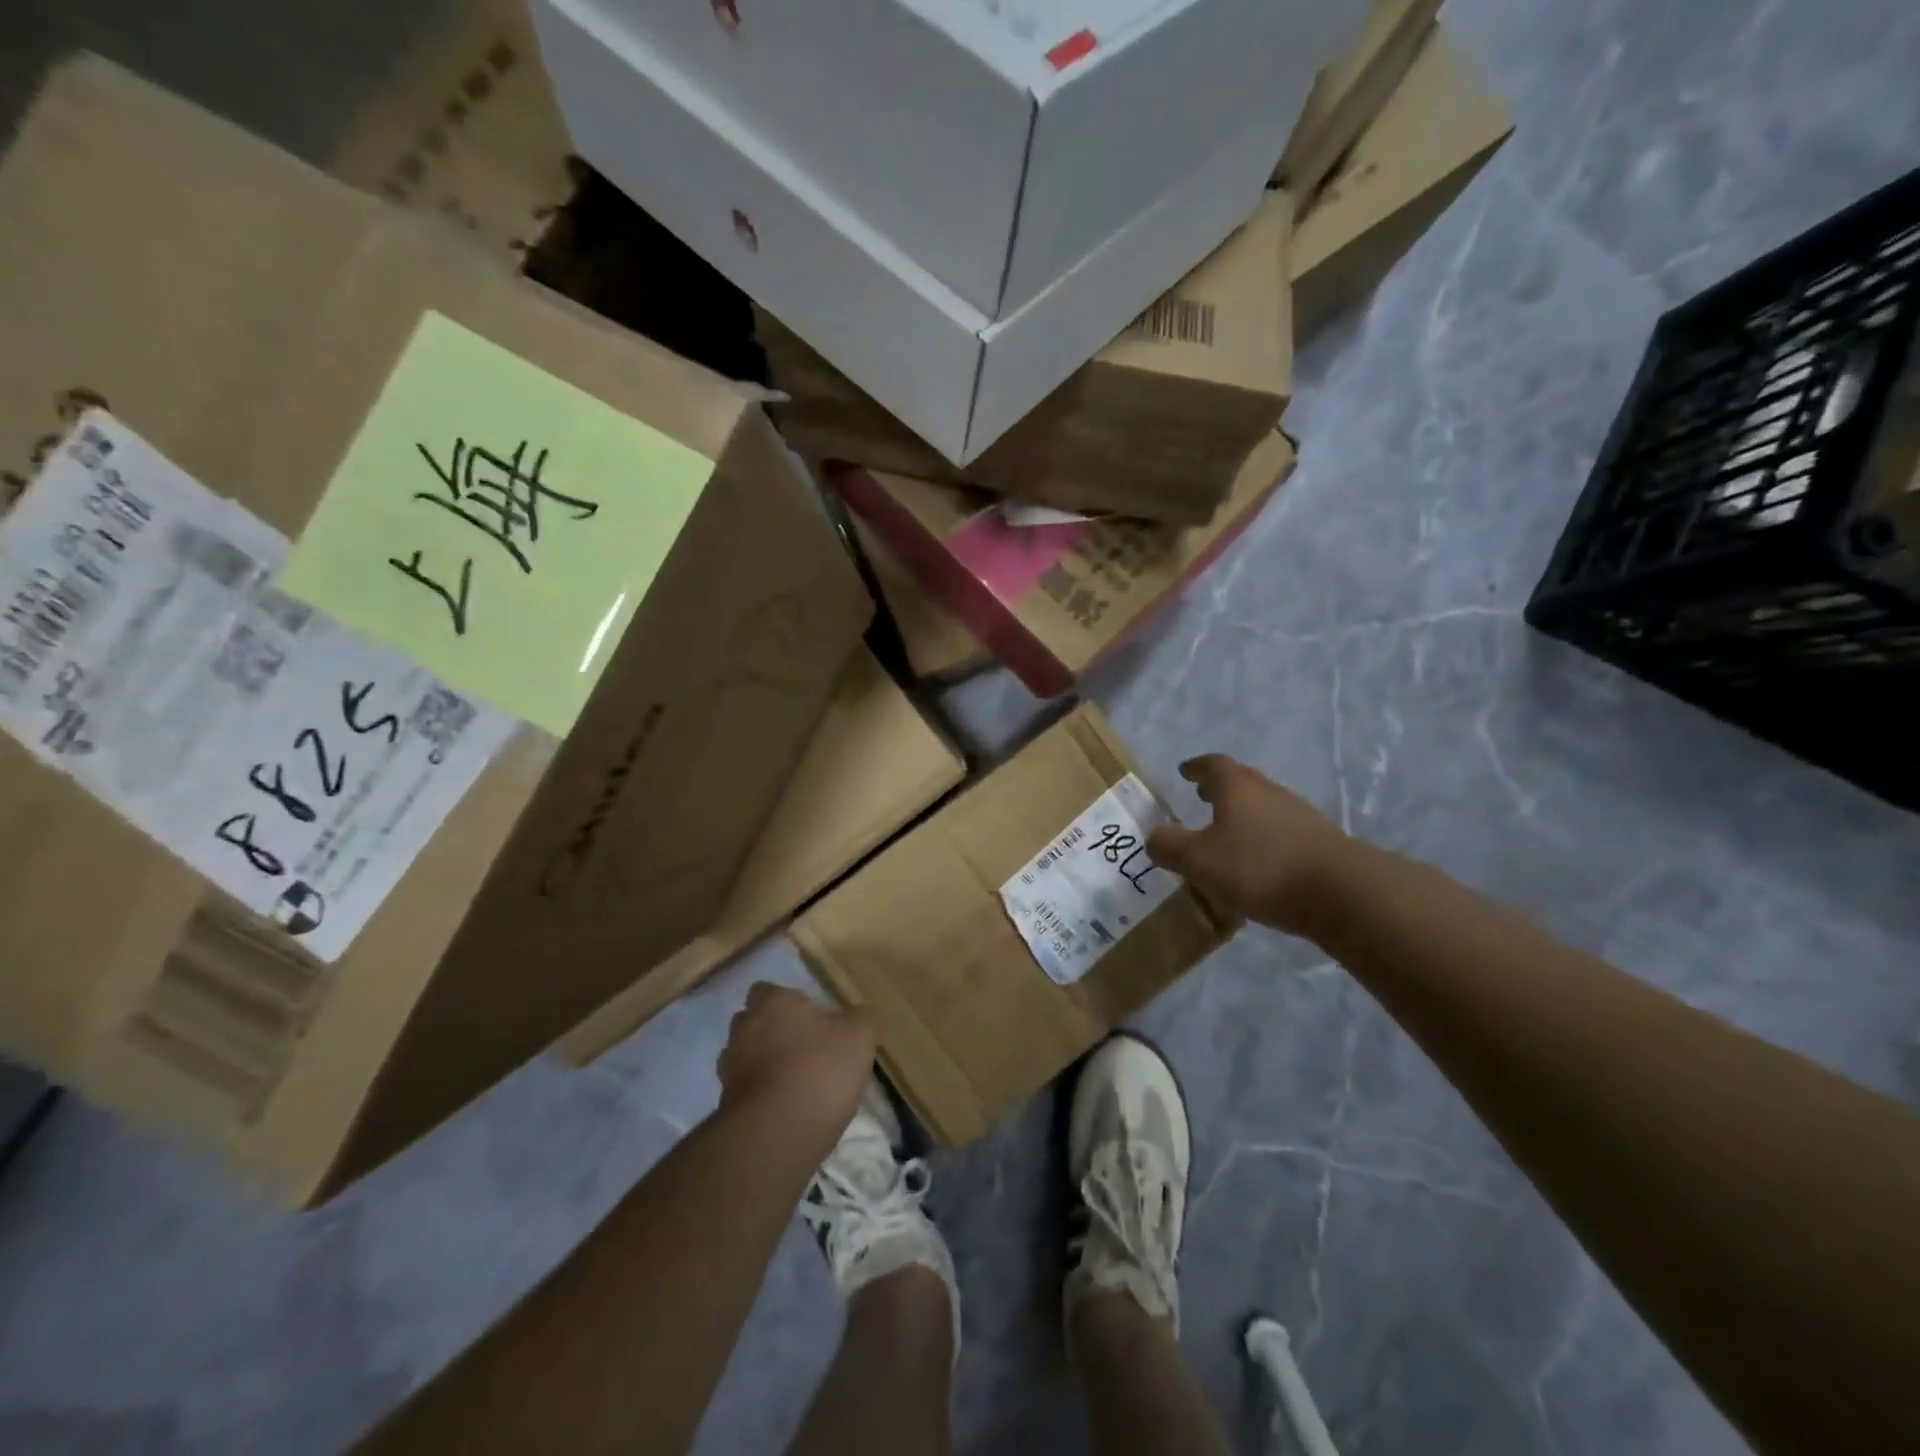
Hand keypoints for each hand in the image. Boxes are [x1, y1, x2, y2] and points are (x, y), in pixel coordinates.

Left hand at [718, 984, 875, 1145]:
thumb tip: (855, 1015)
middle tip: (802, 1046)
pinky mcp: (725, 1106)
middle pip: (752, 1021)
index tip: (808, 1016)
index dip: (786, 1002)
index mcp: (773, 1004)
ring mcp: (729, 1069)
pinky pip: (744, 1091)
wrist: (776, 1136)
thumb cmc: (819, 1070)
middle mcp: (744, 1029)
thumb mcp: (858, 1037)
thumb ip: (858, 1019)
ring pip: (745, 1057)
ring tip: (793, 1081)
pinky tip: (784, 1109)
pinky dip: (760, 1095)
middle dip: (771, 1031)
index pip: (767, 990)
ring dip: (763, 1064)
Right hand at [1147, 754, 1357, 937]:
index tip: (1185, 771)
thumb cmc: (1259, 867)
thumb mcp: (1198, 860)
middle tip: (1202, 796)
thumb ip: (1169, 846)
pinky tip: (1259, 861)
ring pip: (1264, 806)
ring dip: (1244, 813)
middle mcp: (1269, 792)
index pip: (1213, 765)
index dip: (1197, 767)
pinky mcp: (1320, 843)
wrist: (1341, 893)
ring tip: (1227, 831)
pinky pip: (1282, 831)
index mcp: (1237, 788)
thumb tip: (1154, 836)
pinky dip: (1264, 837)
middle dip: (1220, 787)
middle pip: (1242, 780)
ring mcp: (1300, 816)